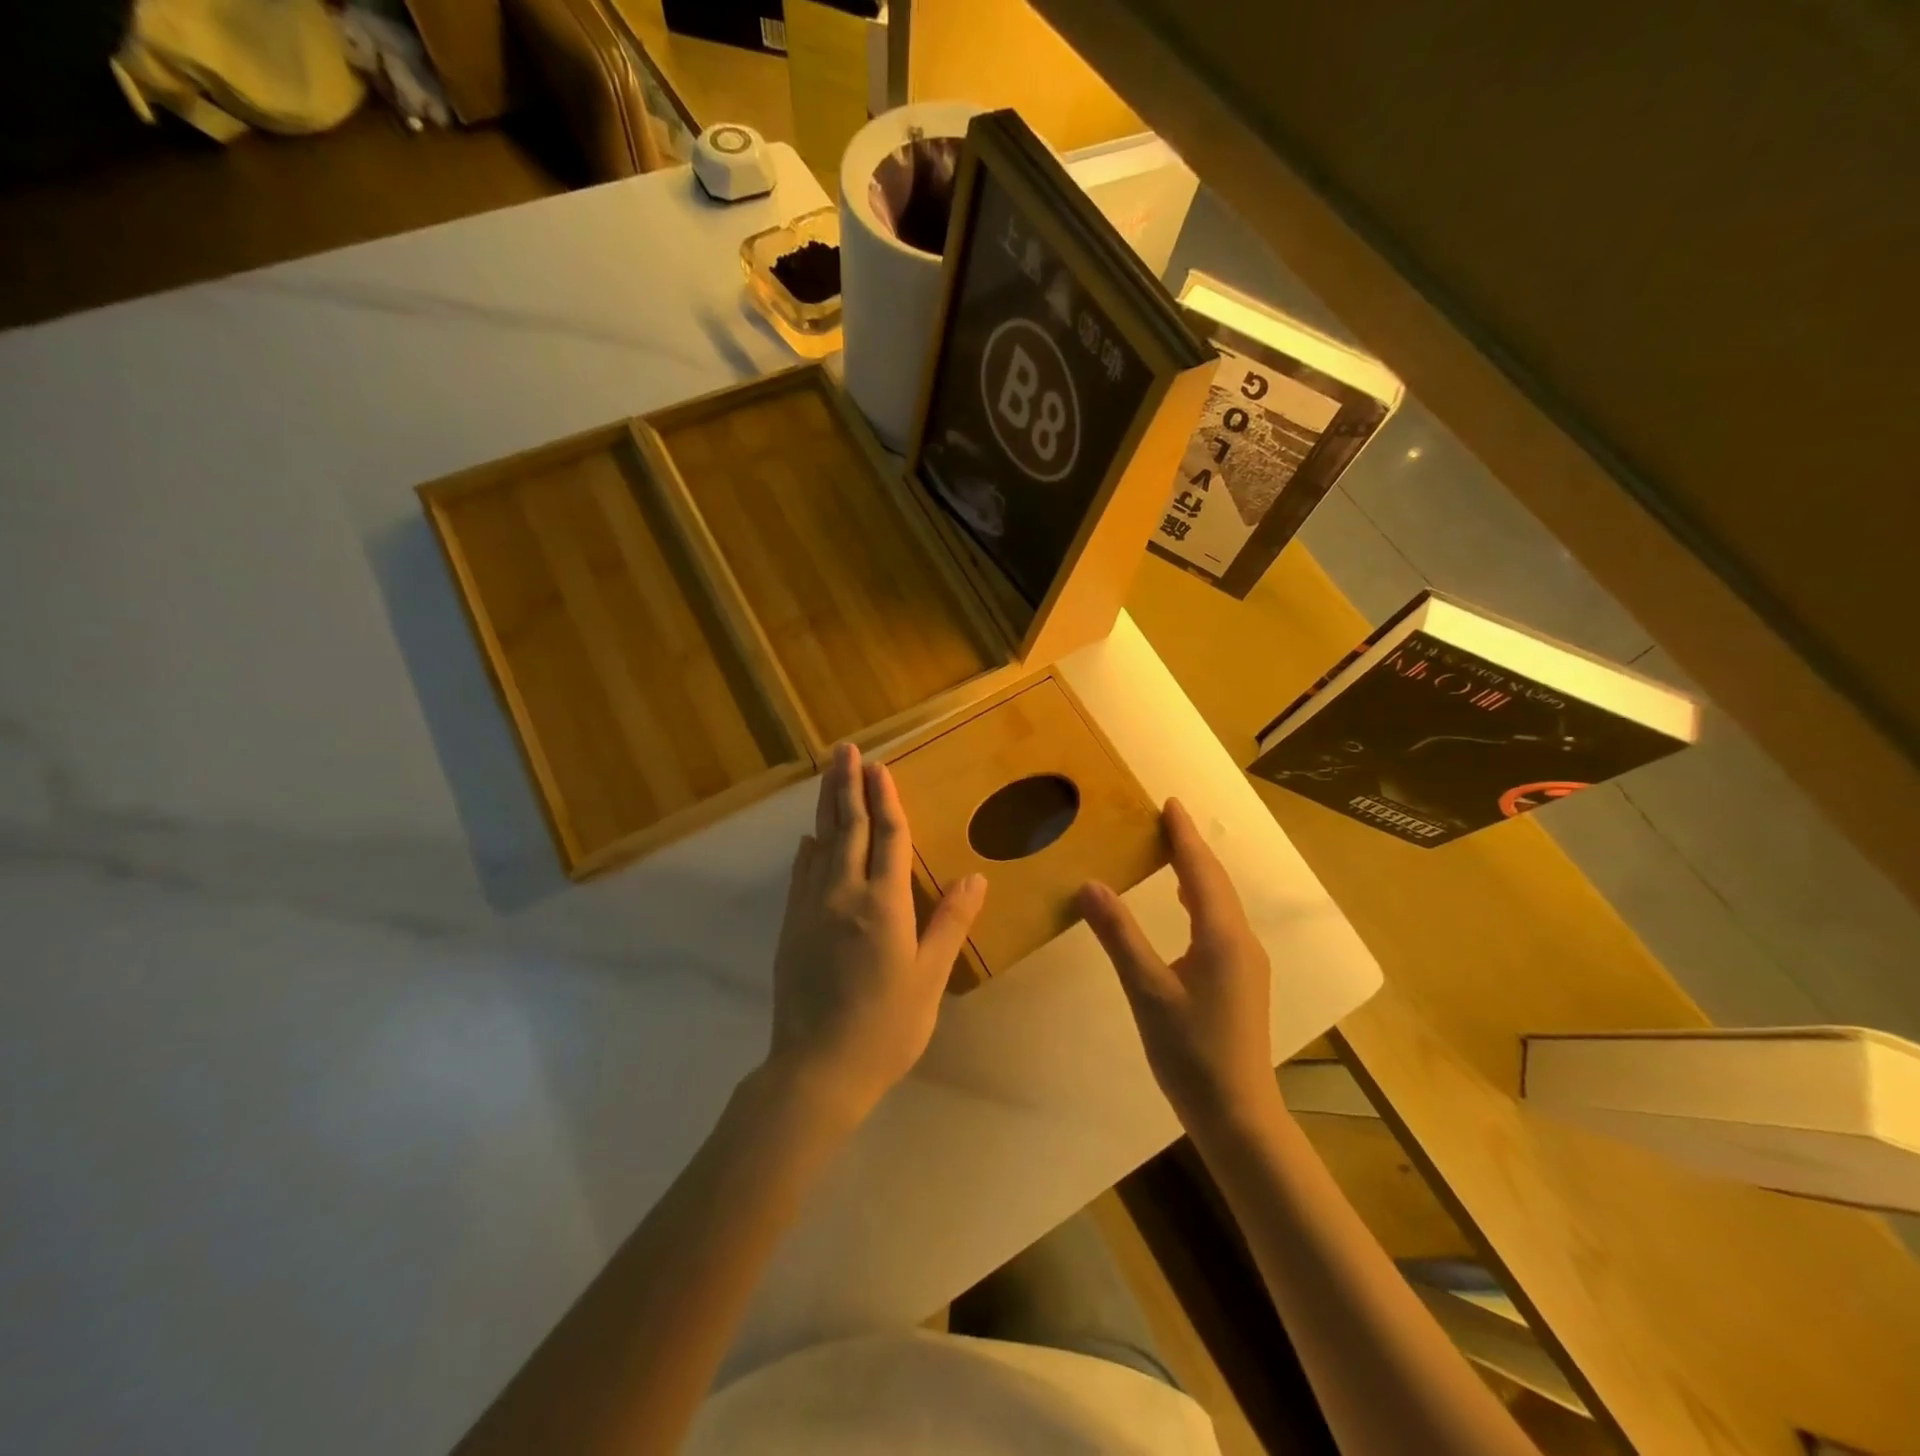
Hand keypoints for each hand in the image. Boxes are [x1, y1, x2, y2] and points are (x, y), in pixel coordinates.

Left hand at [767, 742, 986, 1123]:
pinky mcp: (792, 927)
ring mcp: (811, 909)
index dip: (886, 800)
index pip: (888, 838)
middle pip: (848, 828)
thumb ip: (950, 923)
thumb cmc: (885, 1026)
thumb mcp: (929, 977)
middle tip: (845, 750)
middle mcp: (843, 894)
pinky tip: (810, 840)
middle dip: (848, 785)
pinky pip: (801, 874)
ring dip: (826, 806)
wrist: (816, 1070)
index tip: (880, 767)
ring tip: (828, 775)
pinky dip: (808, 849)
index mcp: (882, 903)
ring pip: (821, 844)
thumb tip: (975, 879)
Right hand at [1078, 798, 1275, 1129]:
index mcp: (1222, 937)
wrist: (1237, 1115)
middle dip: (1191, 848)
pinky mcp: (1241, 981)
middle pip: (1216, 883)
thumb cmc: (1191, 1052)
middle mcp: (1242, 942)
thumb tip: (1090, 884)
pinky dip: (1200, 901)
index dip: (1184, 836)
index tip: (1170, 803)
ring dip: (1197, 874)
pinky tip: (1185, 908)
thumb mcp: (1147, 991)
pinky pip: (1220, 923)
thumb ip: (1119, 935)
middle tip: (1166, 820)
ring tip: (1172, 852)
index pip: (1201, 872)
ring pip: (1221, 904)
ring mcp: (1245, 963)